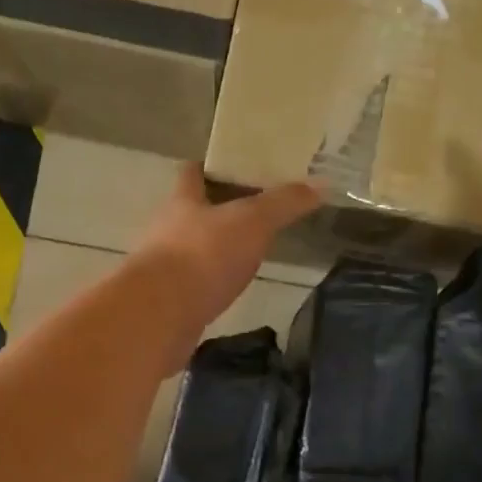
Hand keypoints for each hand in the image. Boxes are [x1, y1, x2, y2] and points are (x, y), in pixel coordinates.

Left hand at [132, 165, 320, 361]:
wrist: (160, 314)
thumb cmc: (204, 255)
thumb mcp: (252, 222)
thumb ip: (284, 203)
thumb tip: (320, 184)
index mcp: (183, 201)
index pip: (191, 172)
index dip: (209, 167)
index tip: (233, 167)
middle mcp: (166, 229)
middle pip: (190, 212)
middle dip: (215, 211)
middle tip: (251, 213)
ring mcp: (163, 267)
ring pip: (190, 250)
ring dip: (211, 250)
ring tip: (245, 253)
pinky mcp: (167, 301)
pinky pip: (191, 285)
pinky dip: (208, 284)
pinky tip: (228, 289)